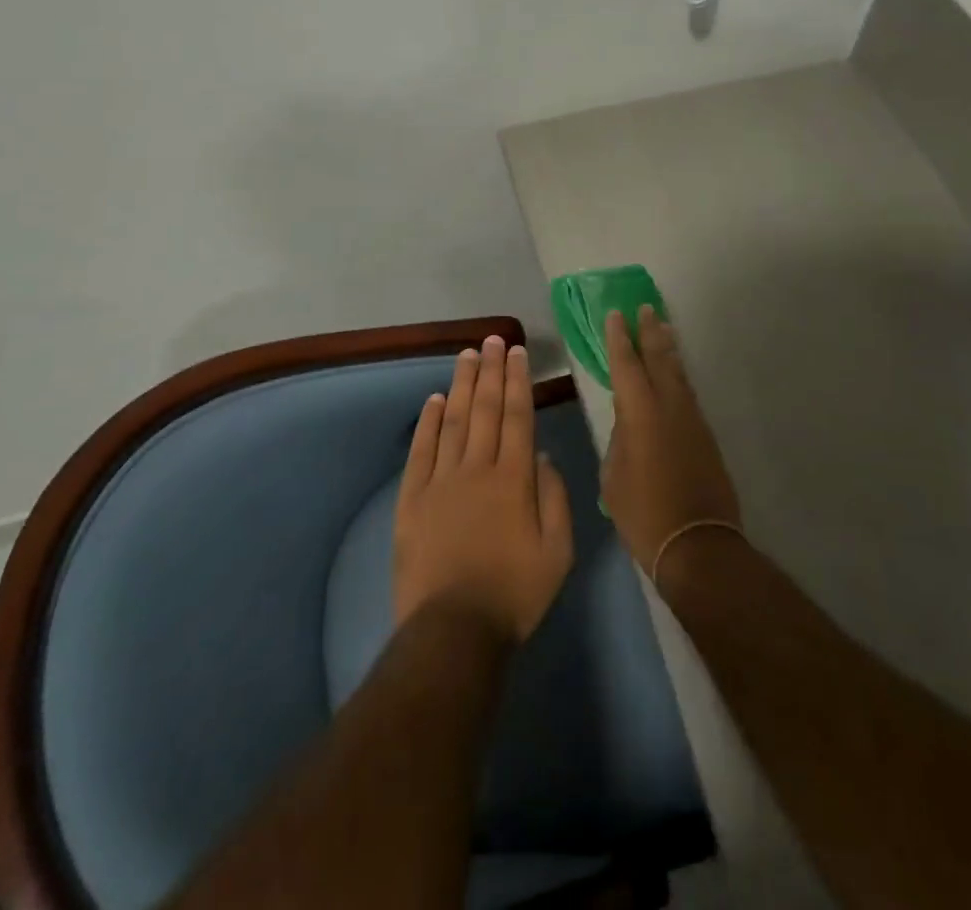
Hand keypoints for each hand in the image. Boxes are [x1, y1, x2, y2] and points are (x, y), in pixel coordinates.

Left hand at [394, 336, 574, 644]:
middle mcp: (477, 468)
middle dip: (490, 371)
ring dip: (461, 385)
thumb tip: (542, 455)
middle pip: (485, 409)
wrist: (453, 630)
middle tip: (492, 340)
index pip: (518, 416)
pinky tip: (434, 400)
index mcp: (514, 478)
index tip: (516, 353)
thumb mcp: (558, 551)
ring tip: (466, 355)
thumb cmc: (515, 593)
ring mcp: (441, 481)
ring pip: (453, 421)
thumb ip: (554, 498)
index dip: (518, 381)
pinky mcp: (412, 499)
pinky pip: (421, 451)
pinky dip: (428, 423)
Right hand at [600, 307, 741, 572]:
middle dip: (650, 332)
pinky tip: (675, 374)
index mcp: (639, 413)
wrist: (697, 544)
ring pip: (678, 374)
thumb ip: (619, 442)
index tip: (615, 314)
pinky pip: (687, 393)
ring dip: (668, 349)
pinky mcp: (706, 436)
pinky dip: (678, 375)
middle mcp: (669, 407)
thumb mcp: (614, 477)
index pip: (626, 365)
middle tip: (645, 308)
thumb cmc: (644, 514)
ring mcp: (692, 420)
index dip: (618, 339)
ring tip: (663, 328)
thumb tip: (628, 427)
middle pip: (659, 359)